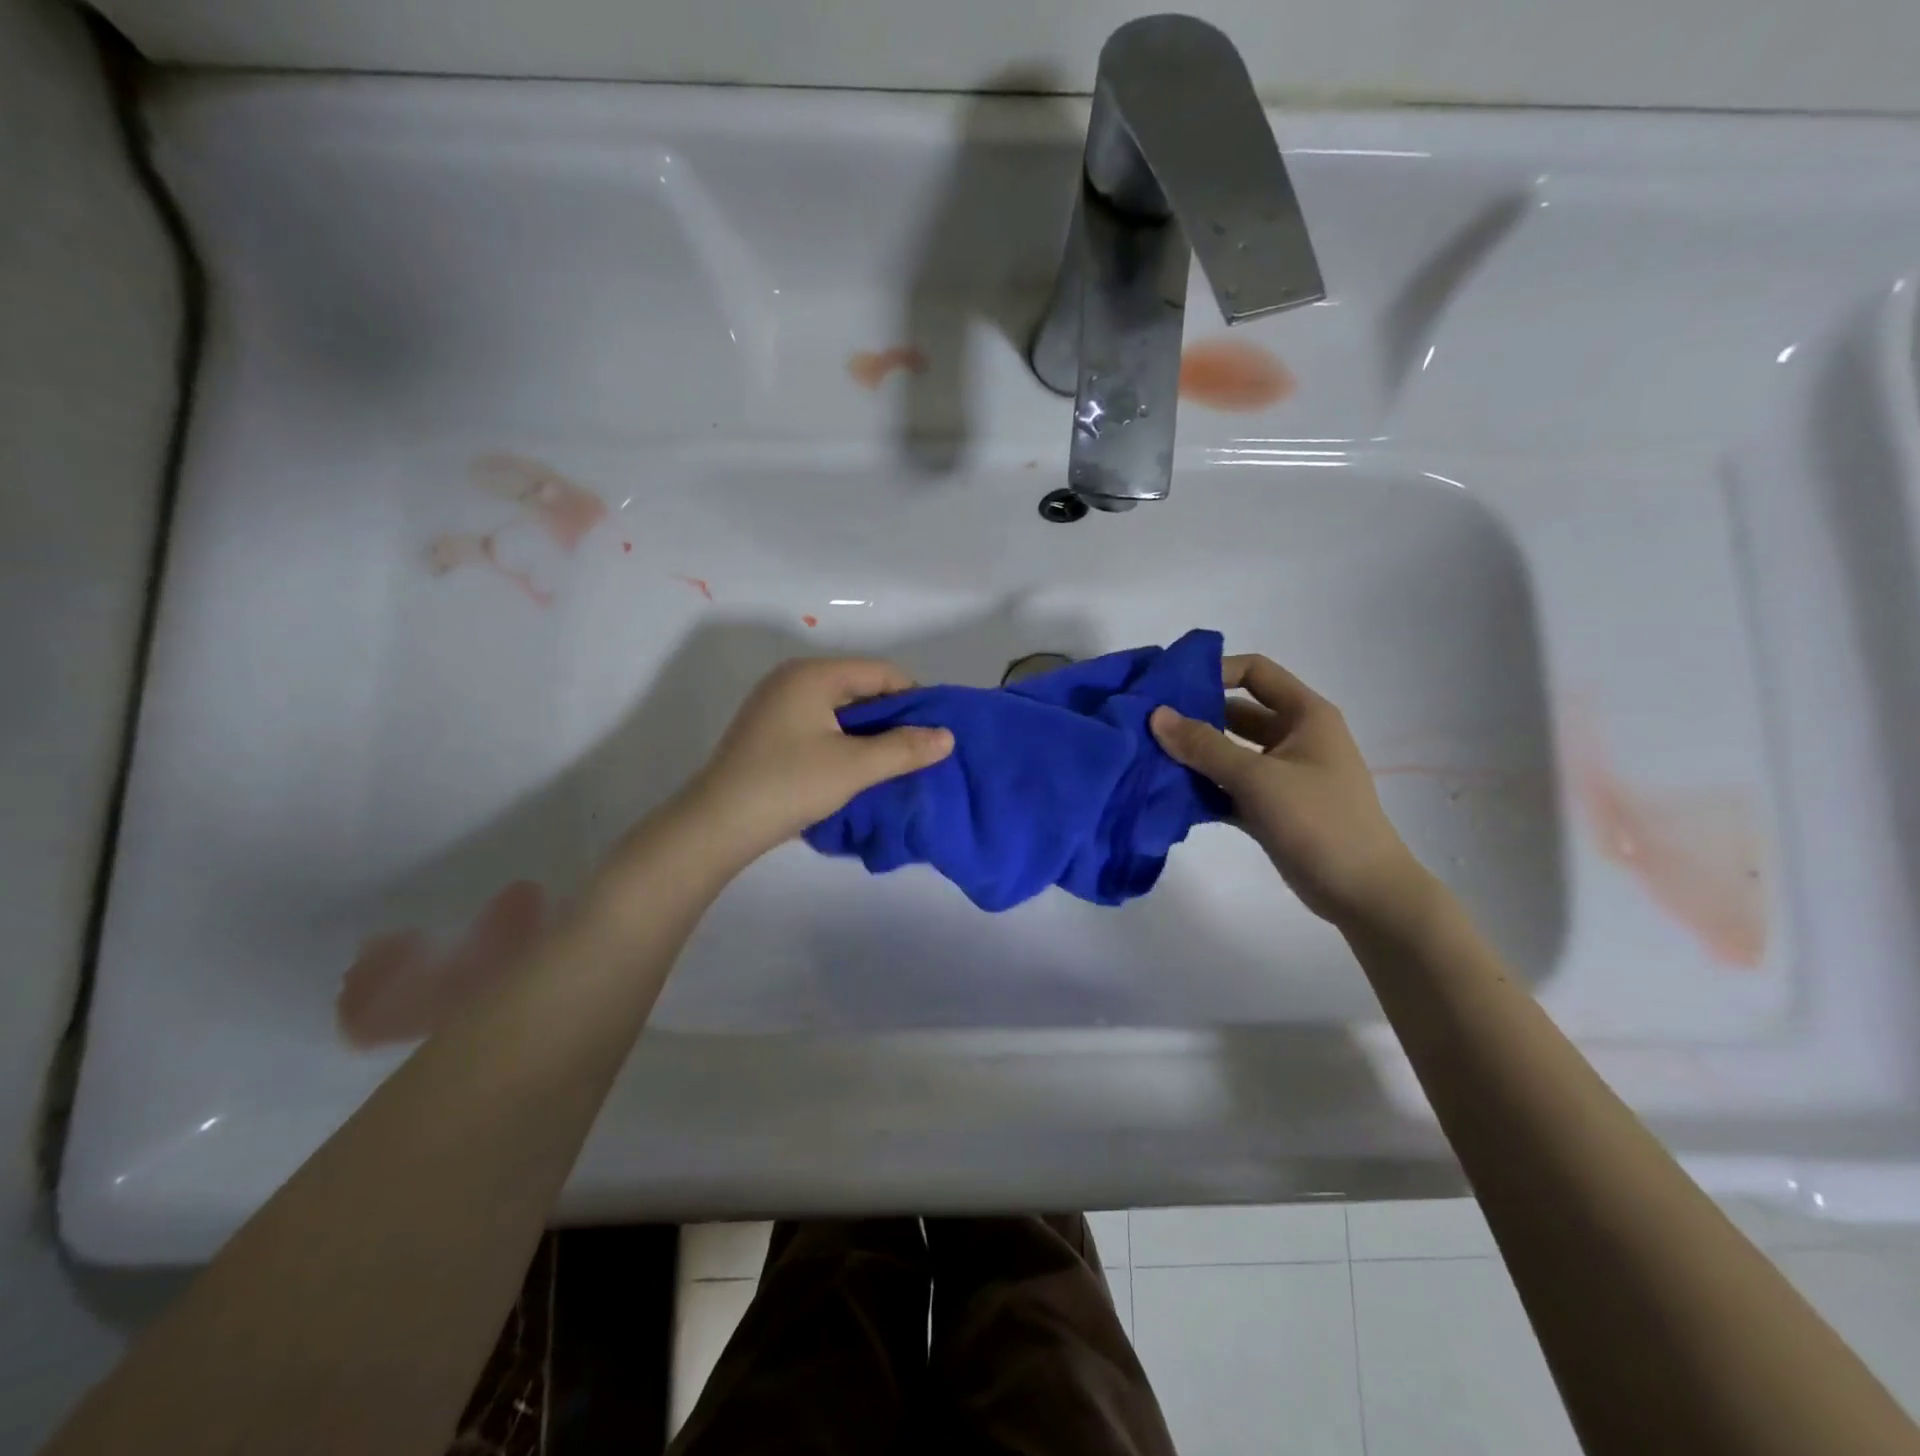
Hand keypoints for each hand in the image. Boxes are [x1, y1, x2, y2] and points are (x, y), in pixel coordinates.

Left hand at [682, 657, 952, 863]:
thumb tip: (948, 736)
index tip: (936, 730)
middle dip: (892, 717)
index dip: (914, 698)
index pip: (880, 671)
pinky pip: (820, 725)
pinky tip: (857, 767)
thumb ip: (904, 748)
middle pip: (860, 687)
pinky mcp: (768, 731)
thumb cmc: (788, 785)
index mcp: (813, 675)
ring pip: (840, 709)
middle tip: (920, 749)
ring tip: (893, 761)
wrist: (717, 825)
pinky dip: (844, 741)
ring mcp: (776, 705)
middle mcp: (792, 679)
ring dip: (869, 732)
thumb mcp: (854, 767)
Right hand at [1151, 654, 1425, 928]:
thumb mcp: (1259, 778)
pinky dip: (1203, 789)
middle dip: (1194, 716)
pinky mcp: (1270, 807)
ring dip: (1194, 756)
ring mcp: (1282, 774)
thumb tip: (1156, 715)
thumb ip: (1205, 745)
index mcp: (1305, 715)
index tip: (1170, 686)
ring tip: (1148, 758)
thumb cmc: (1319, 821)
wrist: (1362, 893)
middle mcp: (1293, 737)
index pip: (1255, 672)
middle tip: (1147, 724)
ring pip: (1229, 753)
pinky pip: (1229, 787)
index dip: (1215, 670)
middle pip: (1236, 713)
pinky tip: (1167, 795)